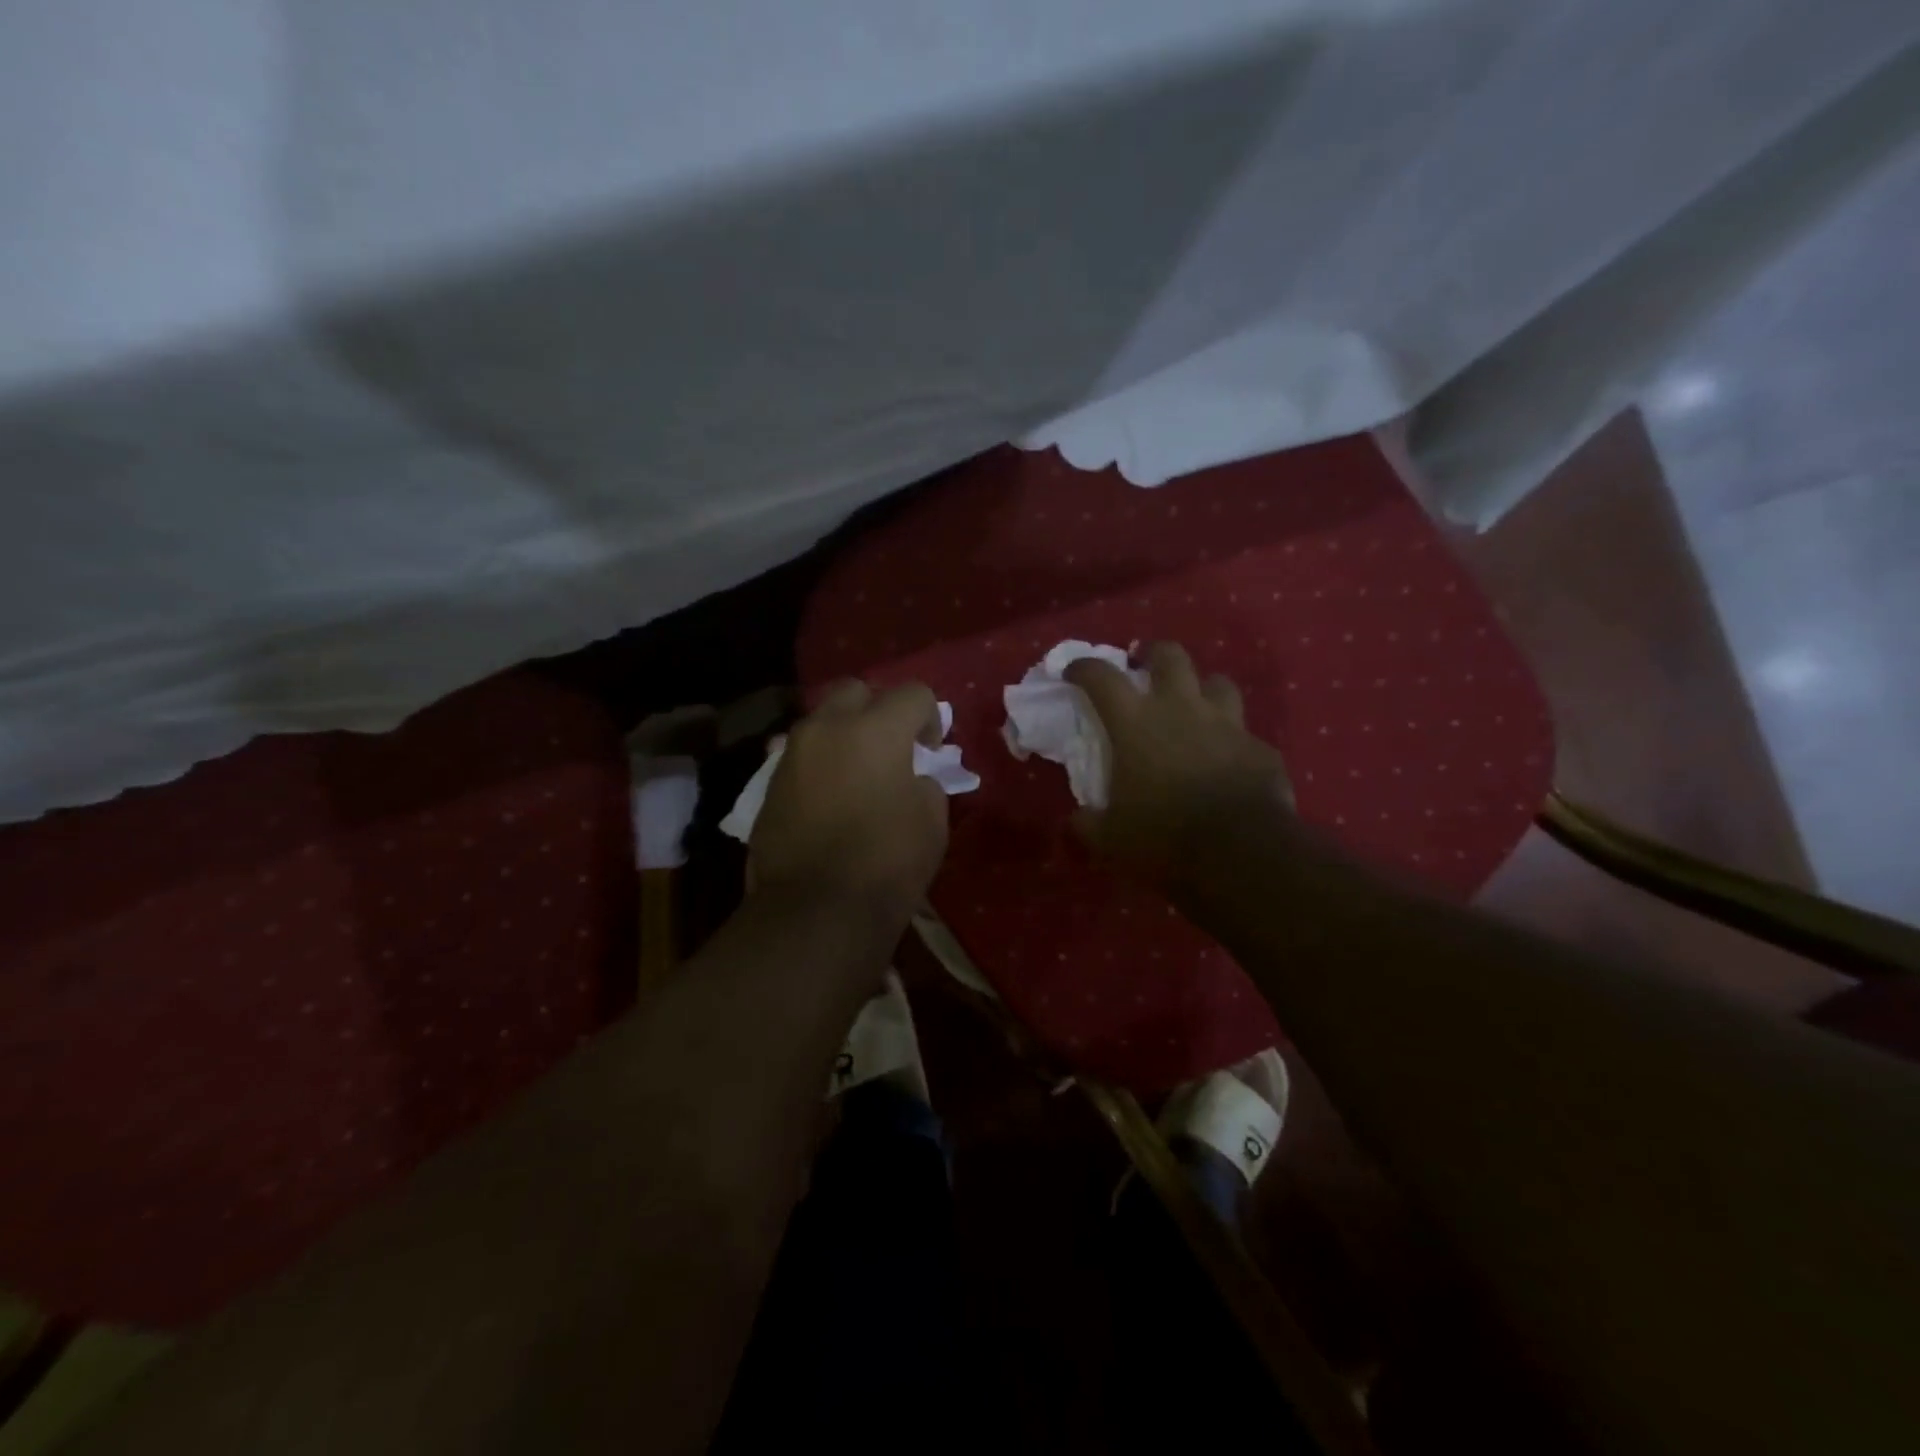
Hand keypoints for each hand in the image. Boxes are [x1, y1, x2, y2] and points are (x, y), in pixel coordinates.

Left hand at [750, 680, 948, 919]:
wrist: (815, 909)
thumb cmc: (886, 862)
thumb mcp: (931, 820)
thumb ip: (925, 782)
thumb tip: (910, 778)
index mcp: (875, 729)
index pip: (913, 694)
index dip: (931, 718)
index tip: (932, 752)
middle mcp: (827, 728)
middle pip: (857, 690)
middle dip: (880, 709)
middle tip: (893, 747)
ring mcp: (792, 754)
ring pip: (822, 720)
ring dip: (845, 734)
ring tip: (859, 772)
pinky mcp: (769, 783)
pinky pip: (802, 755)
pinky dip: (821, 762)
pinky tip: (831, 796)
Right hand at [1065, 642, 1291, 889]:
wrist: (1240, 852)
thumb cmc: (1163, 836)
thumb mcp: (1111, 839)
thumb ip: (1090, 824)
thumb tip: (1078, 820)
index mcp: (1135, 723)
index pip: (1102, 677)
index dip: (1084, 667)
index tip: (1074, 671)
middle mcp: (1181, 709)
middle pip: (1170, 656)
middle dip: (1154, 653)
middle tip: (1145, 664)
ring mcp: (1226, 725)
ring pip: (1218, 683)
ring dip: (1203, 688)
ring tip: (1195, 705)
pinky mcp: (1260, 748)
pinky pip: (1245, 734)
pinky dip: (1233, 741)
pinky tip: (1229, 760)